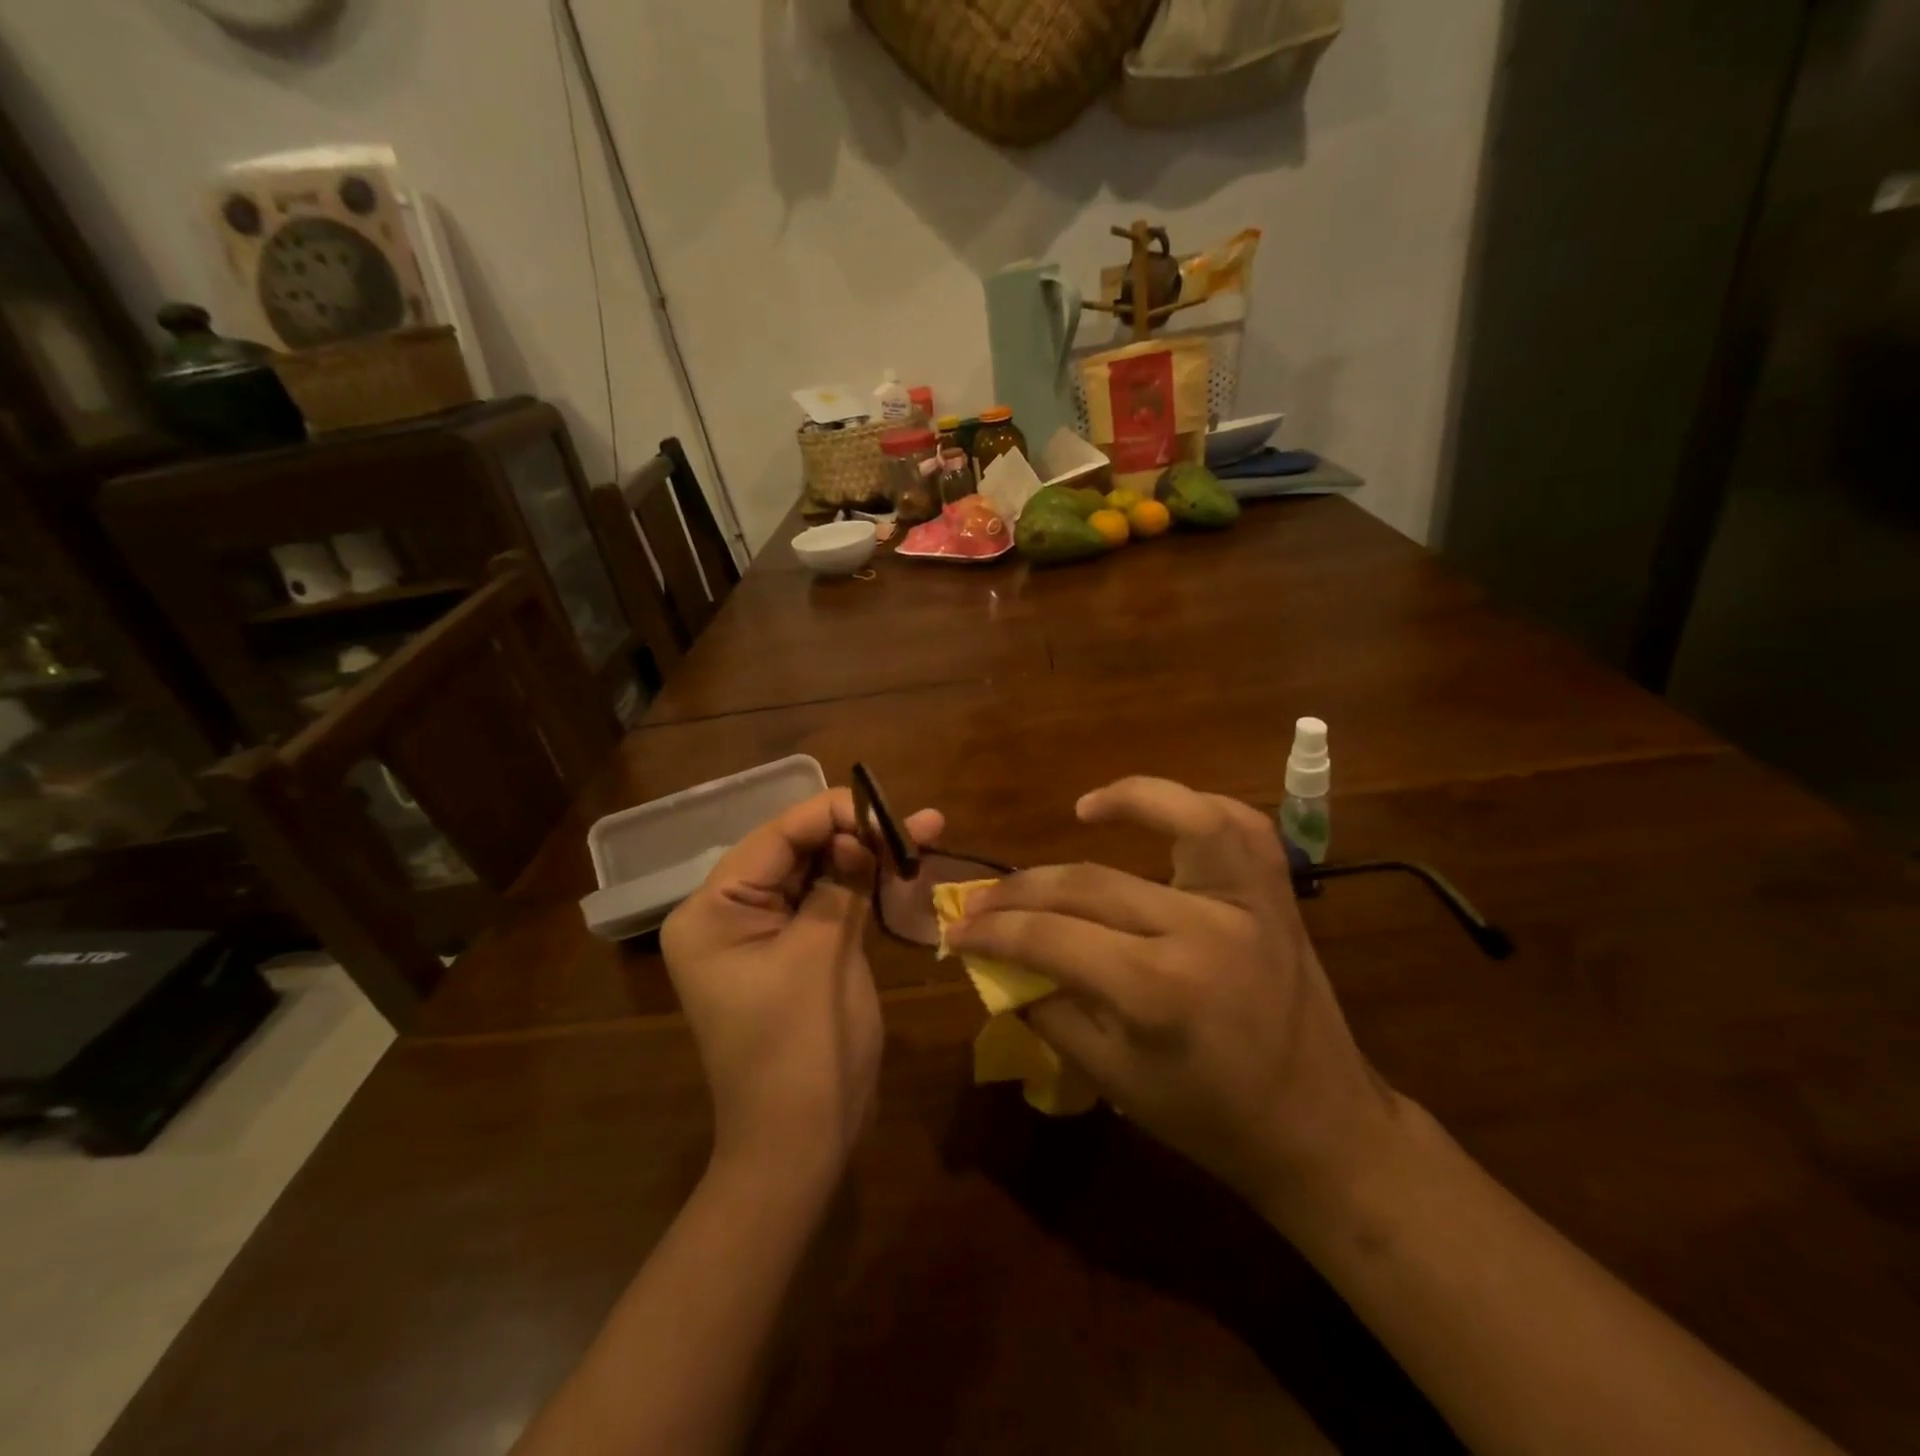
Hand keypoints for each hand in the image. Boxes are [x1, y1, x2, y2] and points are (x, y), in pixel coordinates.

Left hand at [661, 788, 942, 1181]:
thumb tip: (863, 832)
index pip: (776, 837)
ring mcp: (759, 933)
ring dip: (865, 856)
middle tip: (916, 821)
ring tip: (920, 833)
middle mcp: (727, 913)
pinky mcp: (790, 952)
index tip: (889, 809)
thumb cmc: (802, 1049)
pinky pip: (824, 905)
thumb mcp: (823, 954)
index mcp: (712, 910)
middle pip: (797, 851)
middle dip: (856, 833)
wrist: (801, 1145)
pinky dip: (860, 888)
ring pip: (816, 874)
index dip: (834, 814)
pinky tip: (898, 868)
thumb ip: (842, 883)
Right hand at [947, 776, 1398, 1224]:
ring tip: (1083, 808)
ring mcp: (1246, 902)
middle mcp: (1201, 930)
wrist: (1321, 1129)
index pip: (1051, 937)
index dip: (993, 931)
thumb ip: (1049, 1011)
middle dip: (1021, 890)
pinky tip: (1162, 812)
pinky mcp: (1276, 895)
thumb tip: (999, 962)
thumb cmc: (1211, 1119)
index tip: (956, 929)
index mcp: (1157, 990)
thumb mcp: (1113, 1080)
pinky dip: (1197, 806)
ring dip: (1129, 799)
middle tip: (982, 899)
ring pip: (1185, 818)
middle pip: (1089, 883)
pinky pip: (1240, 827)